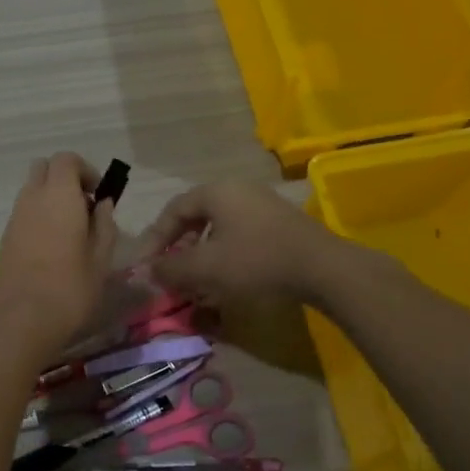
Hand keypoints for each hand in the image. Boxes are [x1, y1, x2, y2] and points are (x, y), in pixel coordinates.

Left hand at [0, 153, 119, 355]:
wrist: (18, 320)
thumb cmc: (69, 289)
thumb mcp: (101, 259)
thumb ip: (104, 225)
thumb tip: (102, 204)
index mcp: (58, 195)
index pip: (66, 159)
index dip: (85, 170)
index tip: (98, 194)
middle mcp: (32, 197)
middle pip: (44, 168)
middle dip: (65, 179)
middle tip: (84, 208)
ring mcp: (14, 217)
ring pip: (32, 191)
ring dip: (51, 199)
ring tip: (71, 232)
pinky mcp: (4, 237)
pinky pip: (24, 212)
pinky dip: (38, 217)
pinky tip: (52, 249)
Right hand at [132, 180, 357, 309]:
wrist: (324, 269)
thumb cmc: (256, 261)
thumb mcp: (205, 267)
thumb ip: (170, 268)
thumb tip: (148, 270)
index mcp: (216, 192)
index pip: (173, 210)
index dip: (154, 238)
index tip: (145, 265)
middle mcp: (238, 190)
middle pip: (196, 217)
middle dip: (178, 247)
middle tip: (169, 271)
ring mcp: (262, 205)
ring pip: (218, 228)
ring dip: (201, 254)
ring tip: (195, 280)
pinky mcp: (280, 224)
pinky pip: (240, 235)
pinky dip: (224, 255)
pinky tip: (226, 279)